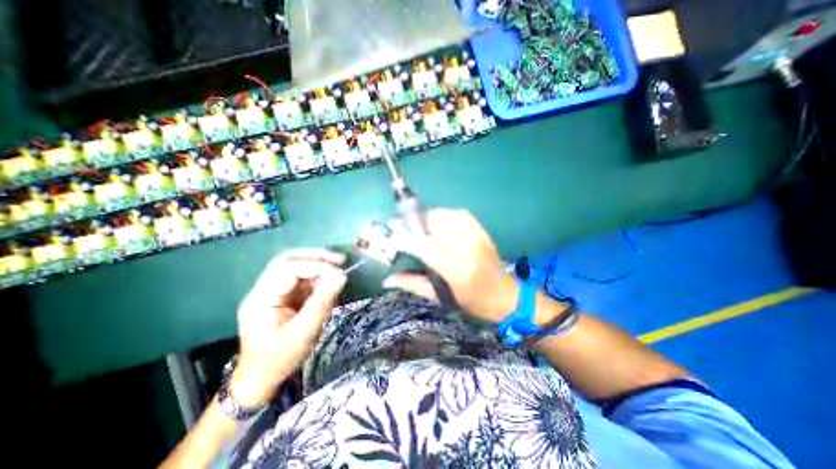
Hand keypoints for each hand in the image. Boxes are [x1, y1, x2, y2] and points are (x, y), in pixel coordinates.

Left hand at [227, 249, 345, 406]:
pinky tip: (329, 282)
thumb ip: (323, 302)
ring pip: (295, 266)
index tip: (340, 272)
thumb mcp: (305, 332)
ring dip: (318, 265)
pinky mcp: (281, 296)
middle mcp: (263, 290)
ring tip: (339, 268)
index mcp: (261, 299)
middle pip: (288, 260)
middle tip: (340, 259)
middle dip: (315, 257)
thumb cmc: (280, 358)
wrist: (260, 378)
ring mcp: (272, 291)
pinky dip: (317, 277)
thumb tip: (342, 276)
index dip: (316, 266)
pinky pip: (301, 279)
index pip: (287, 268)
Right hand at [382, 210, 515, 322]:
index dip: (405, 239)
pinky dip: (444, 216)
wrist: (504, 296)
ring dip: (428, 219)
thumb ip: (412, 284)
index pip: (425, 246)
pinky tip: (440, 226)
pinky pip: (458, 213)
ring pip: (446, 214)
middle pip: (435, 223)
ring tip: (421, 229)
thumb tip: (387, 278)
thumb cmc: (471, 302)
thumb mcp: (440, 298)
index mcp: (456, 269)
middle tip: (405, 232)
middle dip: (414, 224)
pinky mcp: (482, 230)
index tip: (392, 239)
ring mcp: (477, 236)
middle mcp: (467, 248)